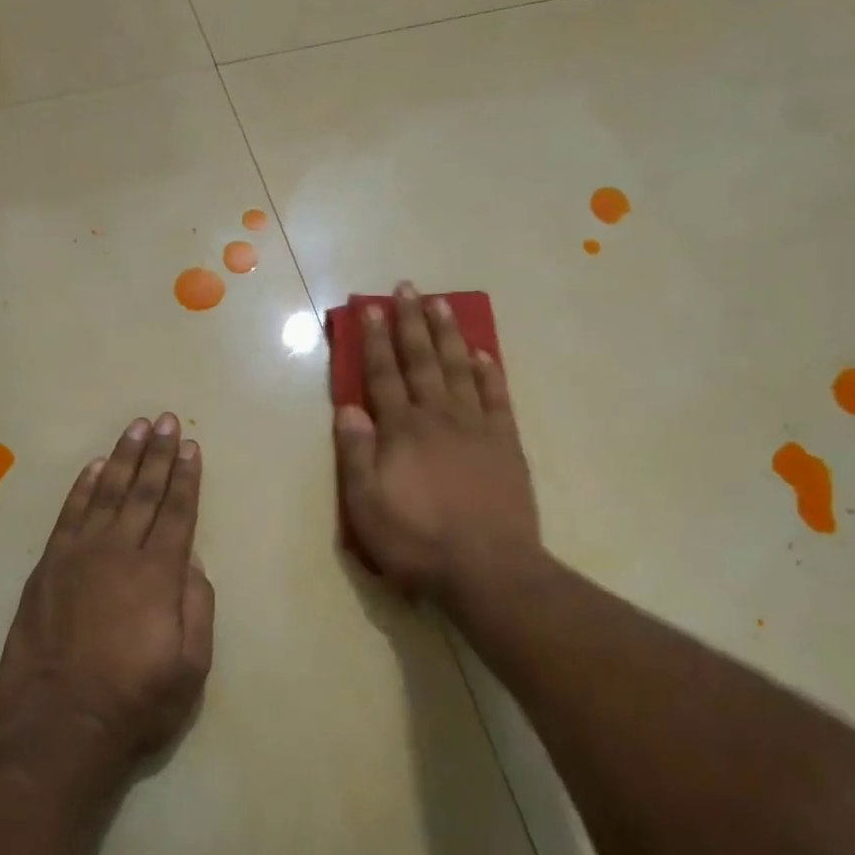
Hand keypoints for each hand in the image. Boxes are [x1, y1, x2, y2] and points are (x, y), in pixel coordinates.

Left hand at [0, 414, 214, 776]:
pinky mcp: (45, 571)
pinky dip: (81, 489)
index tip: (190, 445)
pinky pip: (67, 518)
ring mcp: (76, 559)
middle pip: (142, 493)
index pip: (177, 512)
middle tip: (164, 420)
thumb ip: (197, 604)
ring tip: (135, 429)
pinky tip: (94, 469)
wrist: (61, 729)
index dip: (186, 477)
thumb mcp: (192, 663)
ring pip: (105, 495)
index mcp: (159, 574)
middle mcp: (118, 554)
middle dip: (157, 455)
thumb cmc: (138, 701)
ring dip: (122, 460)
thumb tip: (189, 559)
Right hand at [334, 283, 540, 596]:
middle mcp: (438, 416)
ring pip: (460, 367)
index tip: (371, 308)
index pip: (384, 374)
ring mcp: (477, 426)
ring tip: (441, 304)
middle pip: (422, 360)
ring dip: (449, 334)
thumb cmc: (417, 541)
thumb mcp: (367, 506)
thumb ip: (356, 454)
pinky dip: (490, 371)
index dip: (376, 340)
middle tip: (407, 287)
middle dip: (412, 322)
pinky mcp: (506, 443)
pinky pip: (497, 396)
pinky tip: (485, 352)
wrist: (486, 567)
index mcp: (401, 430)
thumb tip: (348, 408)